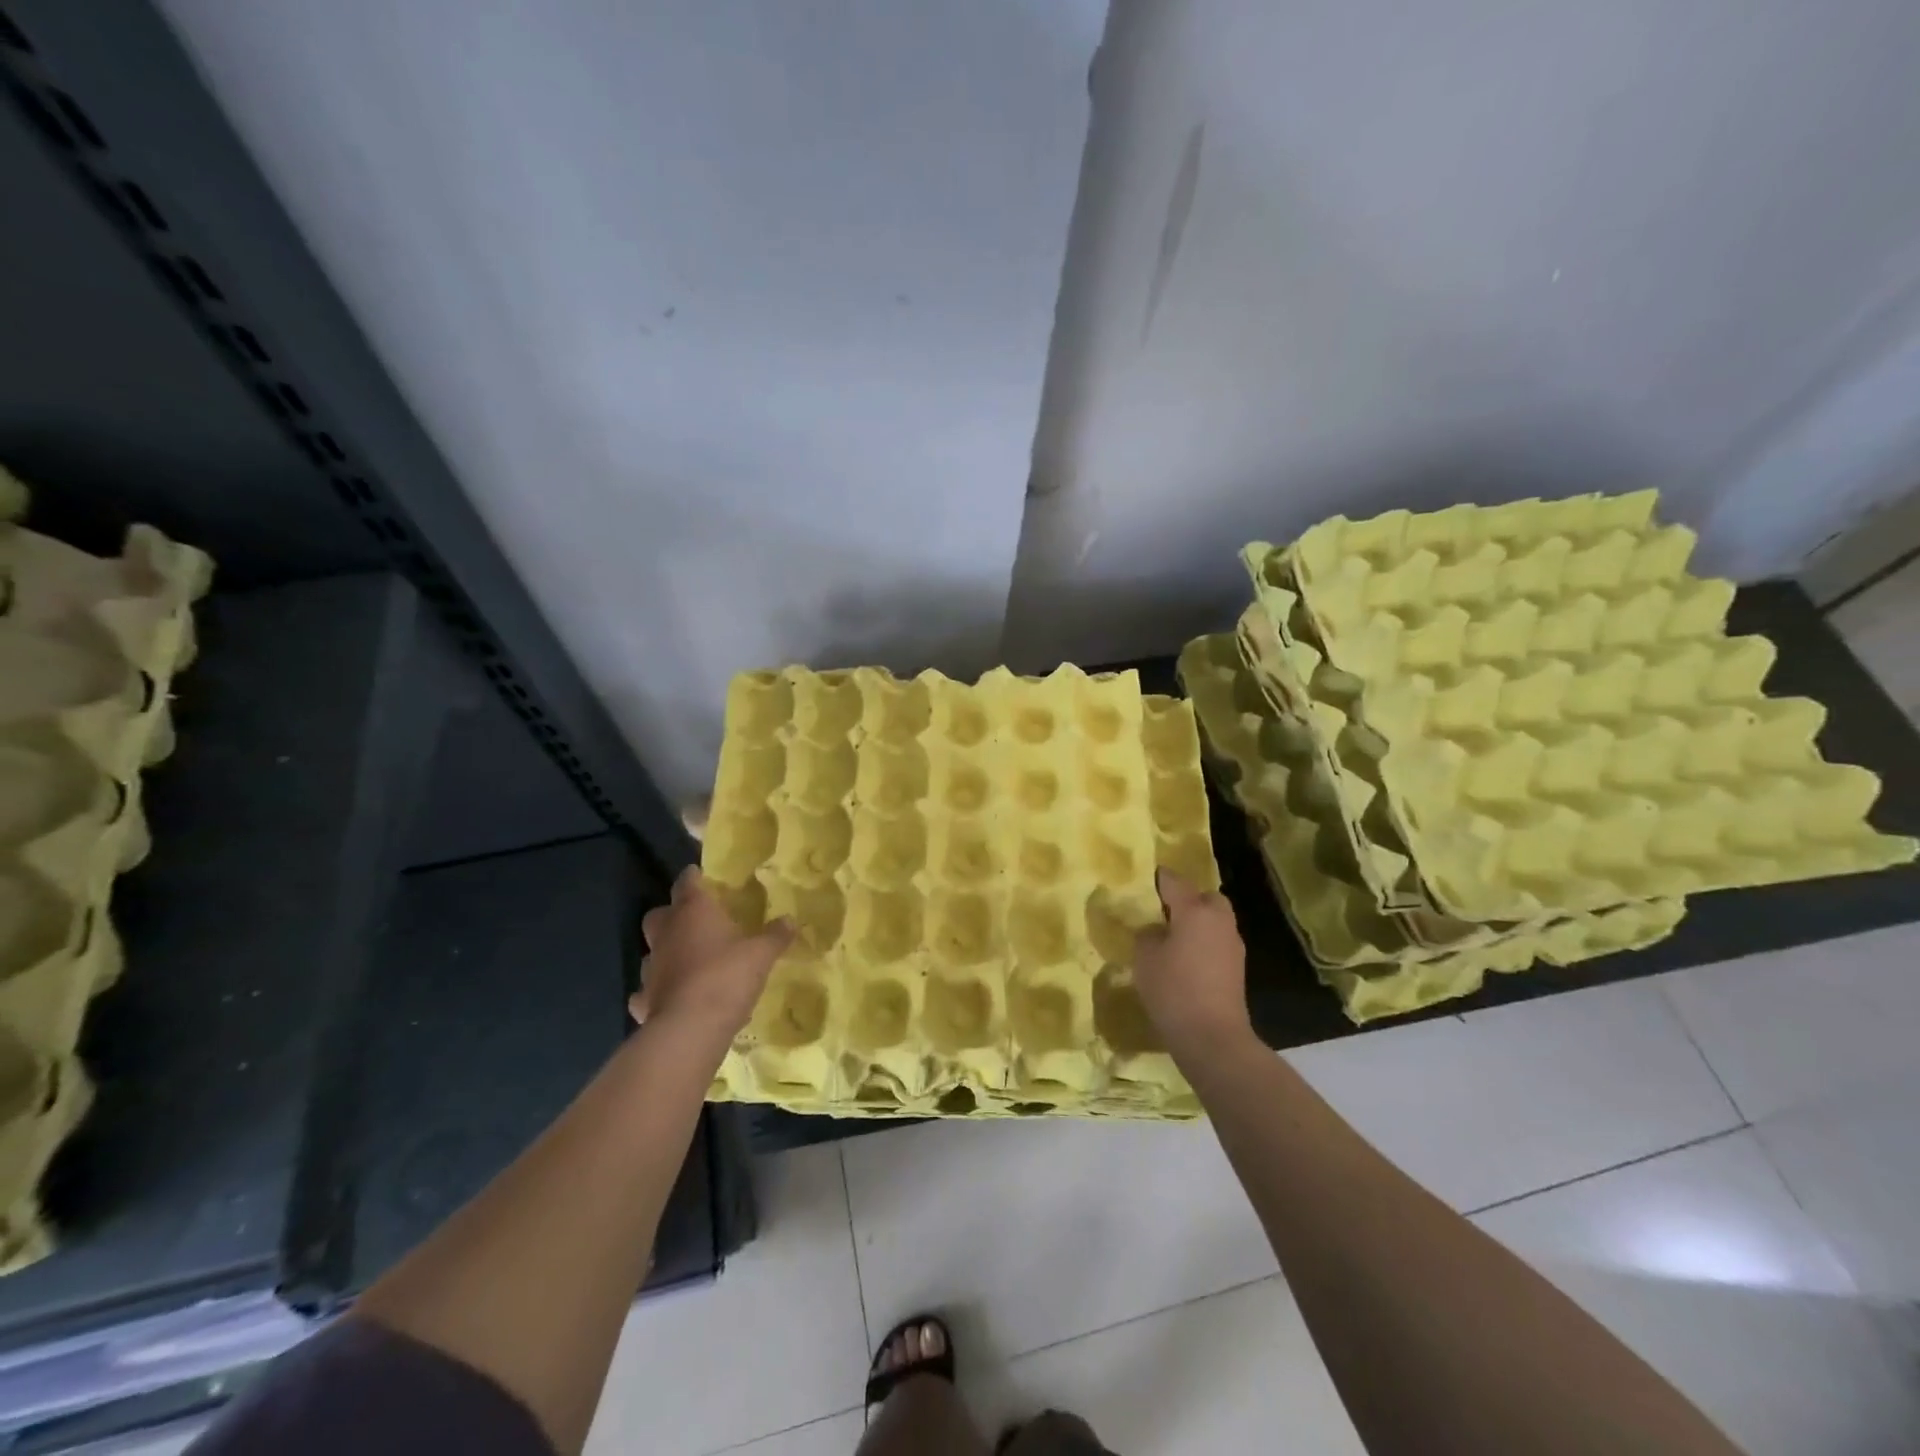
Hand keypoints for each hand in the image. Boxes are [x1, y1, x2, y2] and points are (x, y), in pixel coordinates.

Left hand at [629, 868, 793, 1050]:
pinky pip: (647, 990)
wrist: (690, 1029)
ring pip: (653, 951)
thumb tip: (791, 920)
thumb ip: (775, 935)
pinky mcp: (644, 1000)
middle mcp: (667, 933)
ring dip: (666, 952)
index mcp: (693, 912)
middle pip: (659, 914)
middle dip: (672, 914)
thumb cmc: (727, 976)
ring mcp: (652, 967)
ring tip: (688, 961)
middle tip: (694, 920)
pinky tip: (672, 996)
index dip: (694, 877)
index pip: (687, 882)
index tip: (701, 875)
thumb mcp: (761, 953)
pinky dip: (657, 991)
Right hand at [1133, 869, 1255, 1064]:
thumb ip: (1148, 935)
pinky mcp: (1237, 968)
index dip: (1158, 879)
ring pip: (1214, 920)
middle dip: (1187, 900)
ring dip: (1197, 923)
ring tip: (1173, 940)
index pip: (1174, 881)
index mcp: (1195, 910)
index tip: (1143, 882)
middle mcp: (1219, 920)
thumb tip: (1157, 930)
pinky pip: (1217, 942)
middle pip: (1205, 897)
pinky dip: (1204, 944)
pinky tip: (1186, 962)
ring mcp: (1233, 945)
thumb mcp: (1145, 959)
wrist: (1213, 1037)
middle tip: (1164, 915)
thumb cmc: (1174, 990)